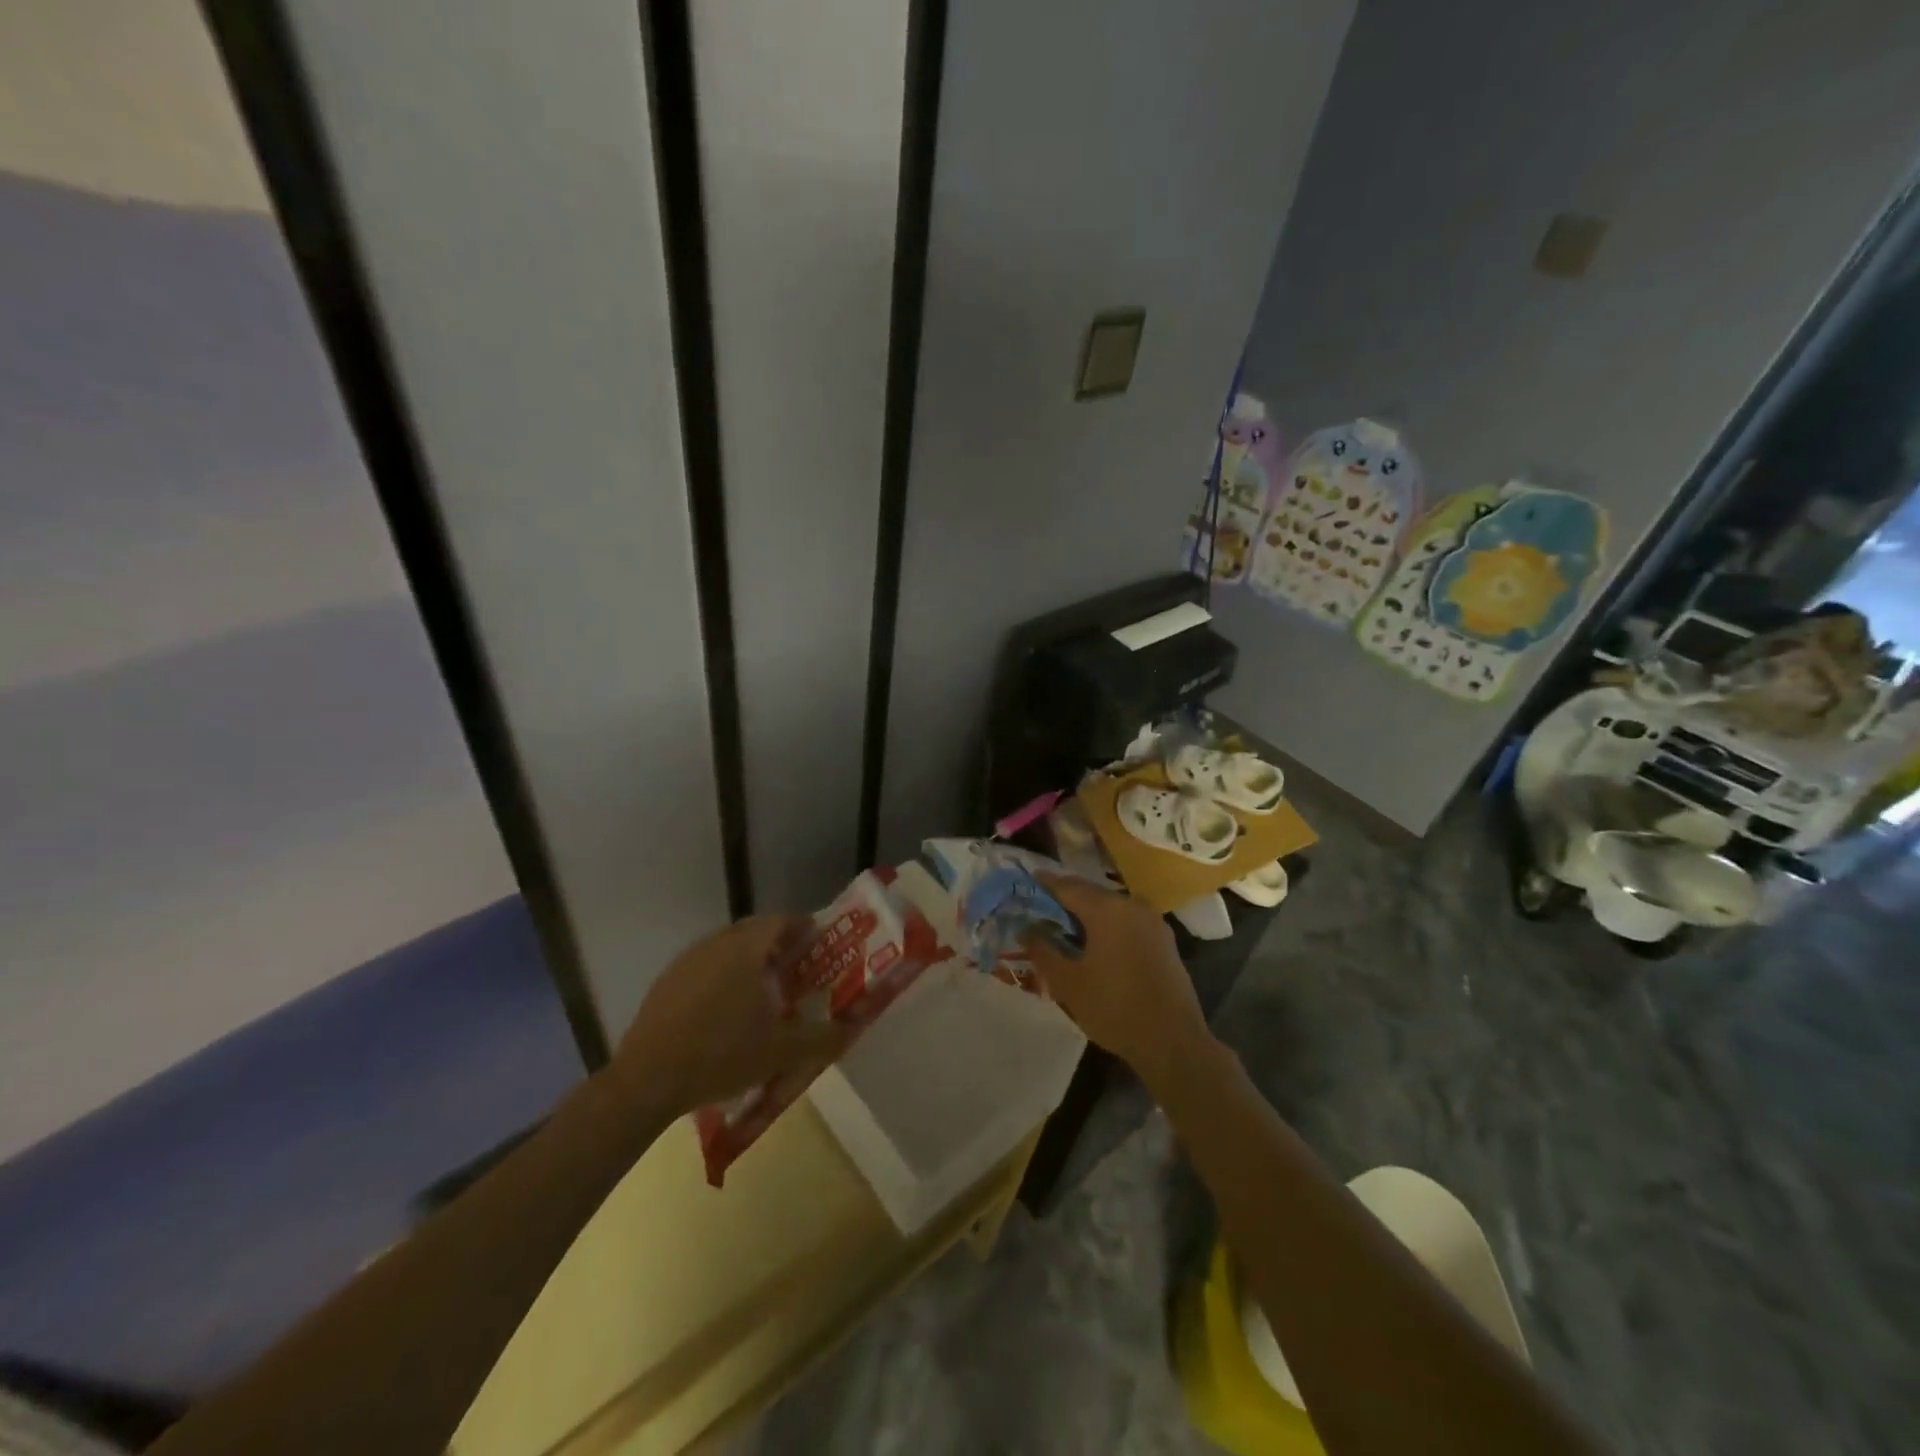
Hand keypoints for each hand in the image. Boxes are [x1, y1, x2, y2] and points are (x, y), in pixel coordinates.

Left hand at [612, 915, 851, 1117]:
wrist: (646, 1082)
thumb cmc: (722, 1055)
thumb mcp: (781, 1052)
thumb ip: (823, 1037)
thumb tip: (853, 1028)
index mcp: (746, 948)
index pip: (782, 920)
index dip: (804, 928)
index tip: (819, 945)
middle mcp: (716, 943)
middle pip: (755, 931)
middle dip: (779, 944)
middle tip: (798, 969)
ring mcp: (686, 960)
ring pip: (728, 948)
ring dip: (749, 960)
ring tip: (765, 990)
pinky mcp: (666, 982)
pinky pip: (705, 966)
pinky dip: (723, 976)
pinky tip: (726, 1010)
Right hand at [1020, 876, 1213, 1084]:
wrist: (1173, 1041)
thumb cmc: (1113, 1008)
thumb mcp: (1068, 982)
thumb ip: (1042, 950)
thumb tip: (1026, 929)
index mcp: (1106, 909)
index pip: (1067, 886)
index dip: (1044, 883)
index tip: (1026, 883)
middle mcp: (1131, 904)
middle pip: (1090, 893)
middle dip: (1065, 899)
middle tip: (1041, 909)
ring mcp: (1152, 921)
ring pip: (1110, 907)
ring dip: (1087, 913)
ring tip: (1065, 928)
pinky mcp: (1164, 939)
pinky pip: (1127, 921)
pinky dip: (1107, 925)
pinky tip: (1095, 943)